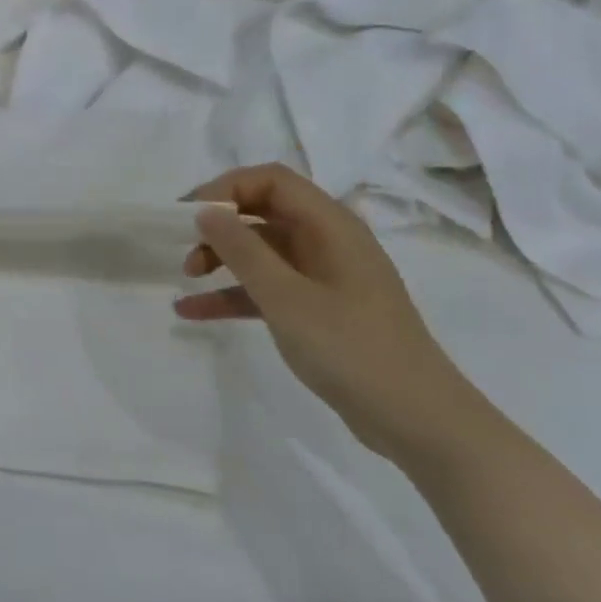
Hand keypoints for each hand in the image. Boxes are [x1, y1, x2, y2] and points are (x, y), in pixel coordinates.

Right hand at [176, 163, 477, 462]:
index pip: (272, 180)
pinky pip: (267, 288)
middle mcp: (327, 241)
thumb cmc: (351, 348)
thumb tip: (205, 211)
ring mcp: (323, 277)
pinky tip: (192, 311)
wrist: (416, 421)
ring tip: (187, 278)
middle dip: (220, 224)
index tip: (190, 214)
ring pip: (262, 251)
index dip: (227, 188)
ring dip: (222, 259)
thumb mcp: (286, 297)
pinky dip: (233, 295)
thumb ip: (242, 250)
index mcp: (330, 225)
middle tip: (184, 246)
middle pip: (263, 212)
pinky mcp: (317, 310)